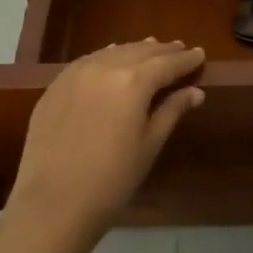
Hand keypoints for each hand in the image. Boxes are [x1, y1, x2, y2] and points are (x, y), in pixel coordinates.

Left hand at [6, 39, 205, 247]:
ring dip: (134, 50)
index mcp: (133, 81)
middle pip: (140, 52)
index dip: (186, 59)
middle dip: (162, 51)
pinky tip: (112, 59)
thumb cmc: (111, 180)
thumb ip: (172, 111)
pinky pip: (88, 61)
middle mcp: (105, 67)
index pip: (167, 63)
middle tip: (179, 49)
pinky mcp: (56, 85)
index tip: (199, 54)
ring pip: (113, 52)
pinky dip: (107, 57)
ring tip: (150, 49)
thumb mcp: (149, 145)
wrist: (53, 203)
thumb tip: (195, 92)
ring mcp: (76, 73)